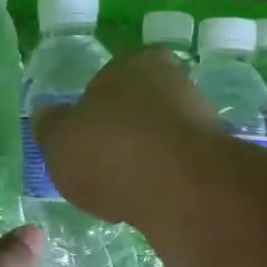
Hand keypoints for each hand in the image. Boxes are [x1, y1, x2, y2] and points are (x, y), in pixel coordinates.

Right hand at [33, 47, 217, 222]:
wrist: (179, 190)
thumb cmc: (110, 149)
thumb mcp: (58, 139)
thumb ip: (50, 126)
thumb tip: (46, 115)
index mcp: (137, 62)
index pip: (114, 75)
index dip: (97, 105)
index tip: (85, 135)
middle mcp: (177, 81)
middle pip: (141, 107)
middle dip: (124, 134)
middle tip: (101, 165)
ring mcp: (204, 120)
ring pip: (163, 139)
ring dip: (145, 161)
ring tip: (122, 193)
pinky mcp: (220, 160)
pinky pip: (180, 170)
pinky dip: (164, 184)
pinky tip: (148, 204)